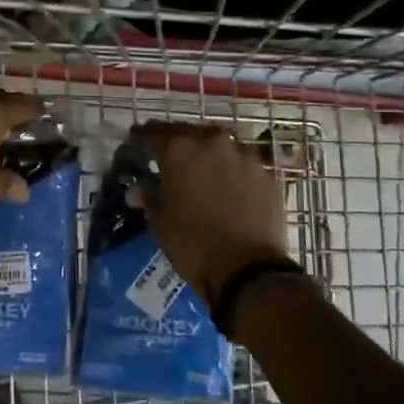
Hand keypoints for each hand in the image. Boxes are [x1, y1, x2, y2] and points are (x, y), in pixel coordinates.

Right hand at [131, 122, 289, 302]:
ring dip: (207, 155)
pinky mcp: (267, 174)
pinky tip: (228, 188)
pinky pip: (242, 165)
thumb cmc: (193, 244)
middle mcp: (212, 142)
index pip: (153, 132)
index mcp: (179, 149)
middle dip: (176, 144)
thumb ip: (148, 196)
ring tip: (201, 172)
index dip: (141, 138)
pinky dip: (232, 171)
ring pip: (219, 146)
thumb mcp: (160, 222)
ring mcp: (245, 155)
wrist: (248, 270)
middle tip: (168, 158)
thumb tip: (137, 188)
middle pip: (189, 133)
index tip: (135, 142)